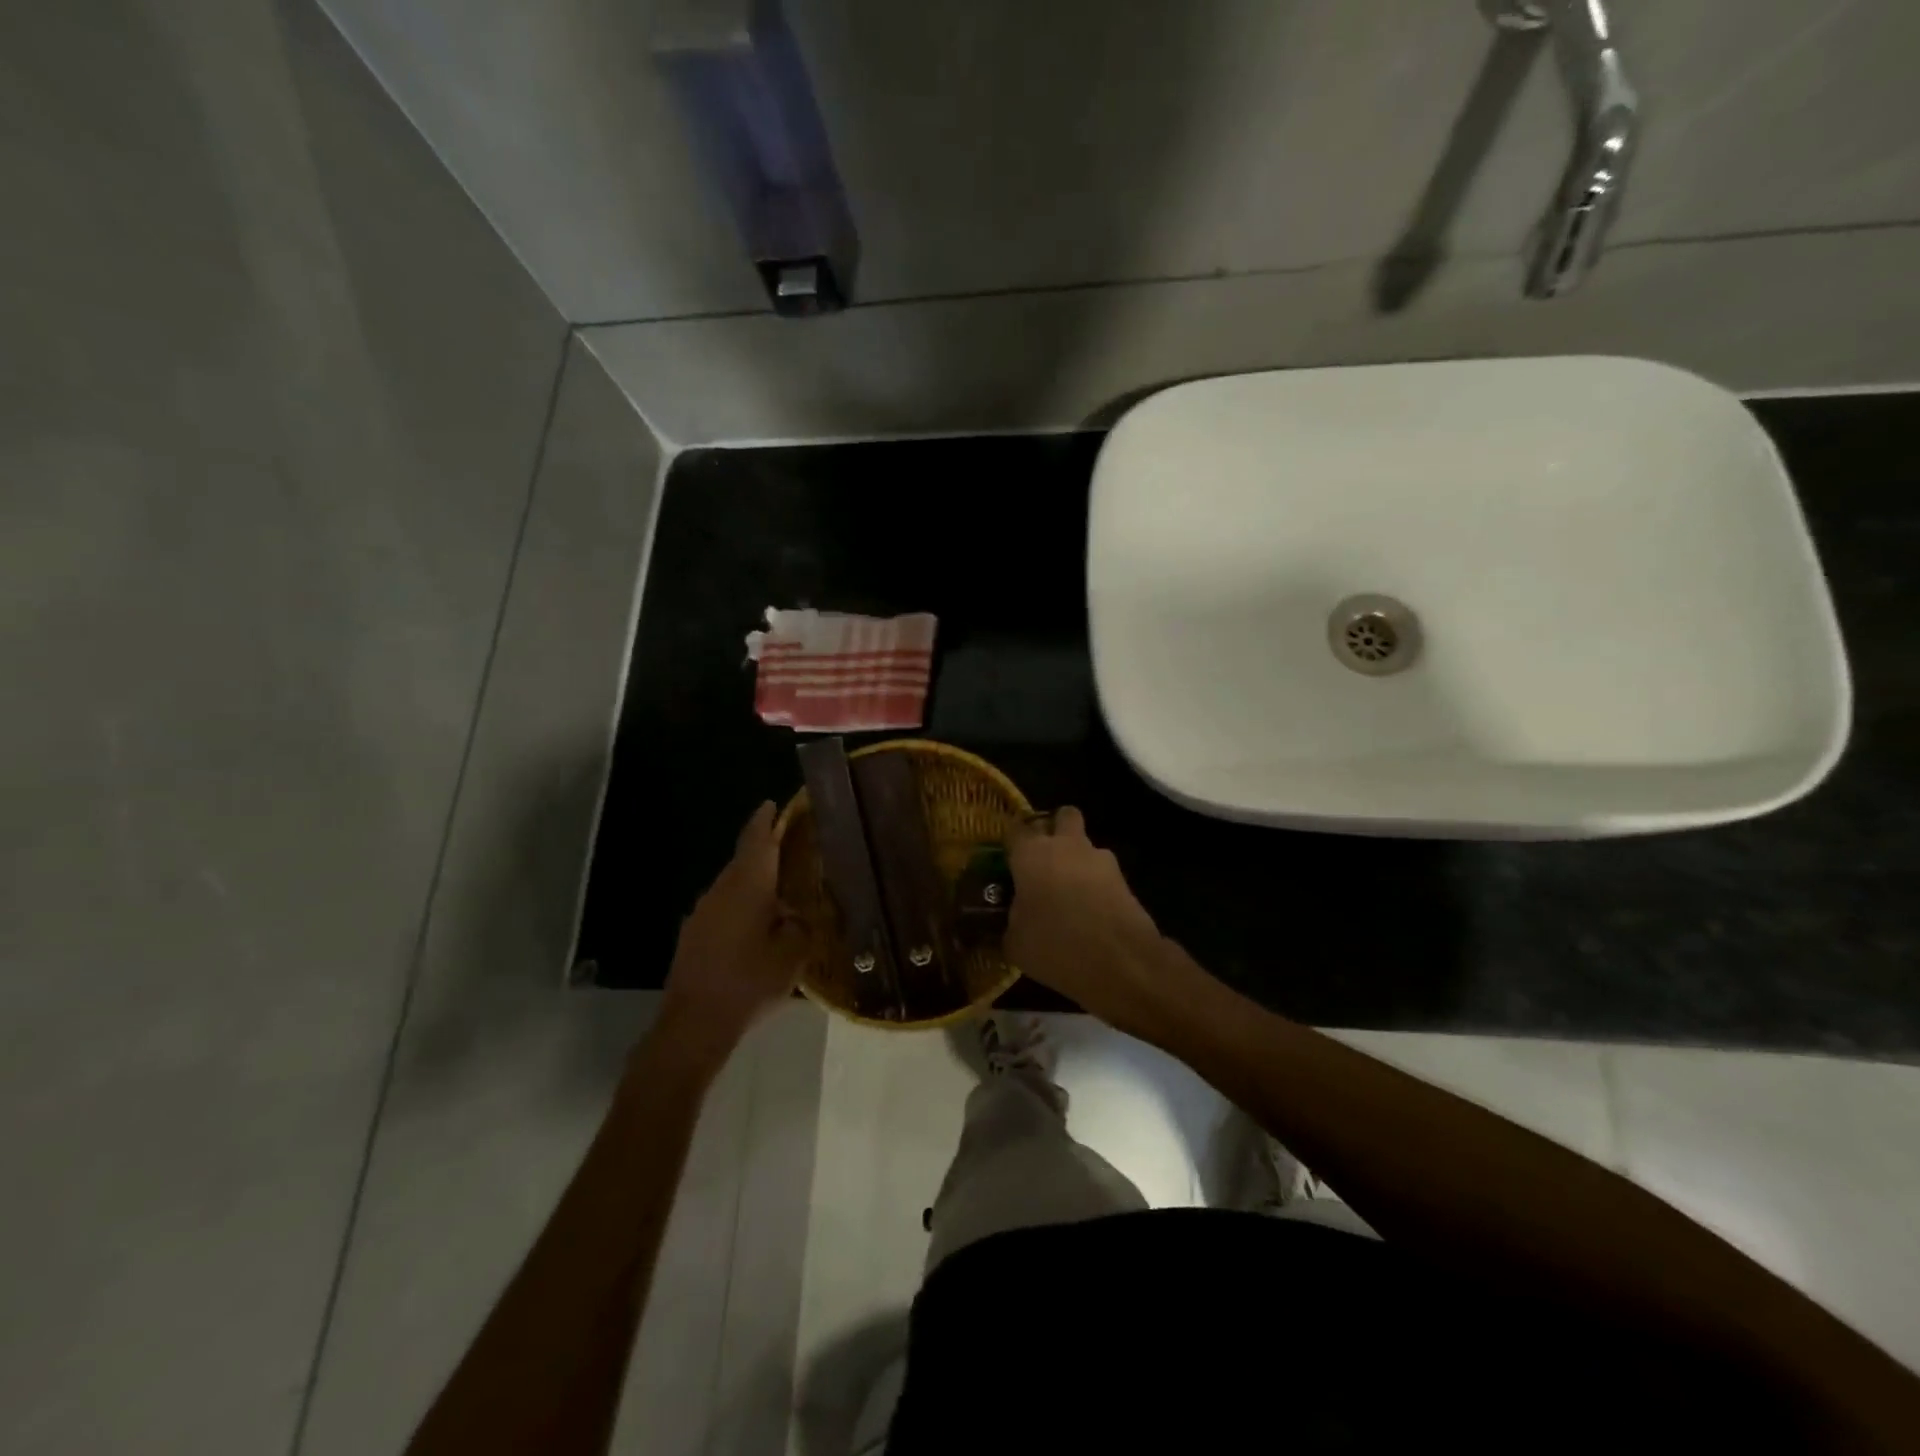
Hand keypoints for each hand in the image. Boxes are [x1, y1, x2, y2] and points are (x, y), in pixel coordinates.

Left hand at [659, 802, 805, 1063]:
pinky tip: (756, 925)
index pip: (757, 840)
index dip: (766, 820)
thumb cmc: (750, 981)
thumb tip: (796, 913)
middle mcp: (721, 890)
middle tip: (789, 849)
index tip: (772, 804)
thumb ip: (800, 925)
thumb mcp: (793, 954)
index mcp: (747, 886)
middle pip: (743, 860)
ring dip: (753, 882)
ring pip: (732, 885)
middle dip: (763, 850)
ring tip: (779, 890)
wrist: (694, 1024)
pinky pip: (723, 907)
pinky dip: (741, 906)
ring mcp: (702, 913)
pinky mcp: (693, 936)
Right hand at [1005, 807, 1181, 1033]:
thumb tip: (1012, 920)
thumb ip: (1010, 922)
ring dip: (1078, 861)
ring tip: (1070, 895)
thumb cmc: (1055, 946)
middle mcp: (1066, 846)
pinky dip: (1096, 886)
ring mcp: (1100, 859)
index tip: (1007, 860)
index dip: (1011, 843)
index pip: (1015, 829)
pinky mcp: (1124, 879)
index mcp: (1032, 853)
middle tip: (1044, 860)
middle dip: (1055, 829)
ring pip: (1086, 846)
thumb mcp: (1015, 943)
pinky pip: (1102, 874)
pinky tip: (1090, 913)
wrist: (1121, 963)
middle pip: (1063, 816)